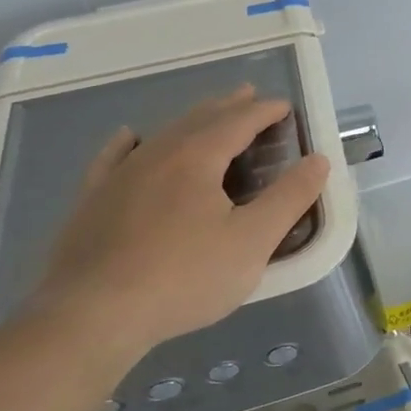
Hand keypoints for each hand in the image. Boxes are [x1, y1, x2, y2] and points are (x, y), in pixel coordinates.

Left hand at [28, 88, 329, 360]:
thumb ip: (289, 198)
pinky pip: (114, 158)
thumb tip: (318, 160)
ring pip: (162, 135)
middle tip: (249, 95)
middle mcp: (156, 155)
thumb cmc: (184, 277)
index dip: (264, 111)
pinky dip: (129, 143)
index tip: (285, 105)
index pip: (238, 122)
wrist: (92, 316)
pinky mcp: (93, 202)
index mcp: (197, 158)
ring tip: (208, 114)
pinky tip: (129, 137)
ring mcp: (119, 177)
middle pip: (199, 120)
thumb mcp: (253, 241)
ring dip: (191, 121)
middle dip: (228, 107)